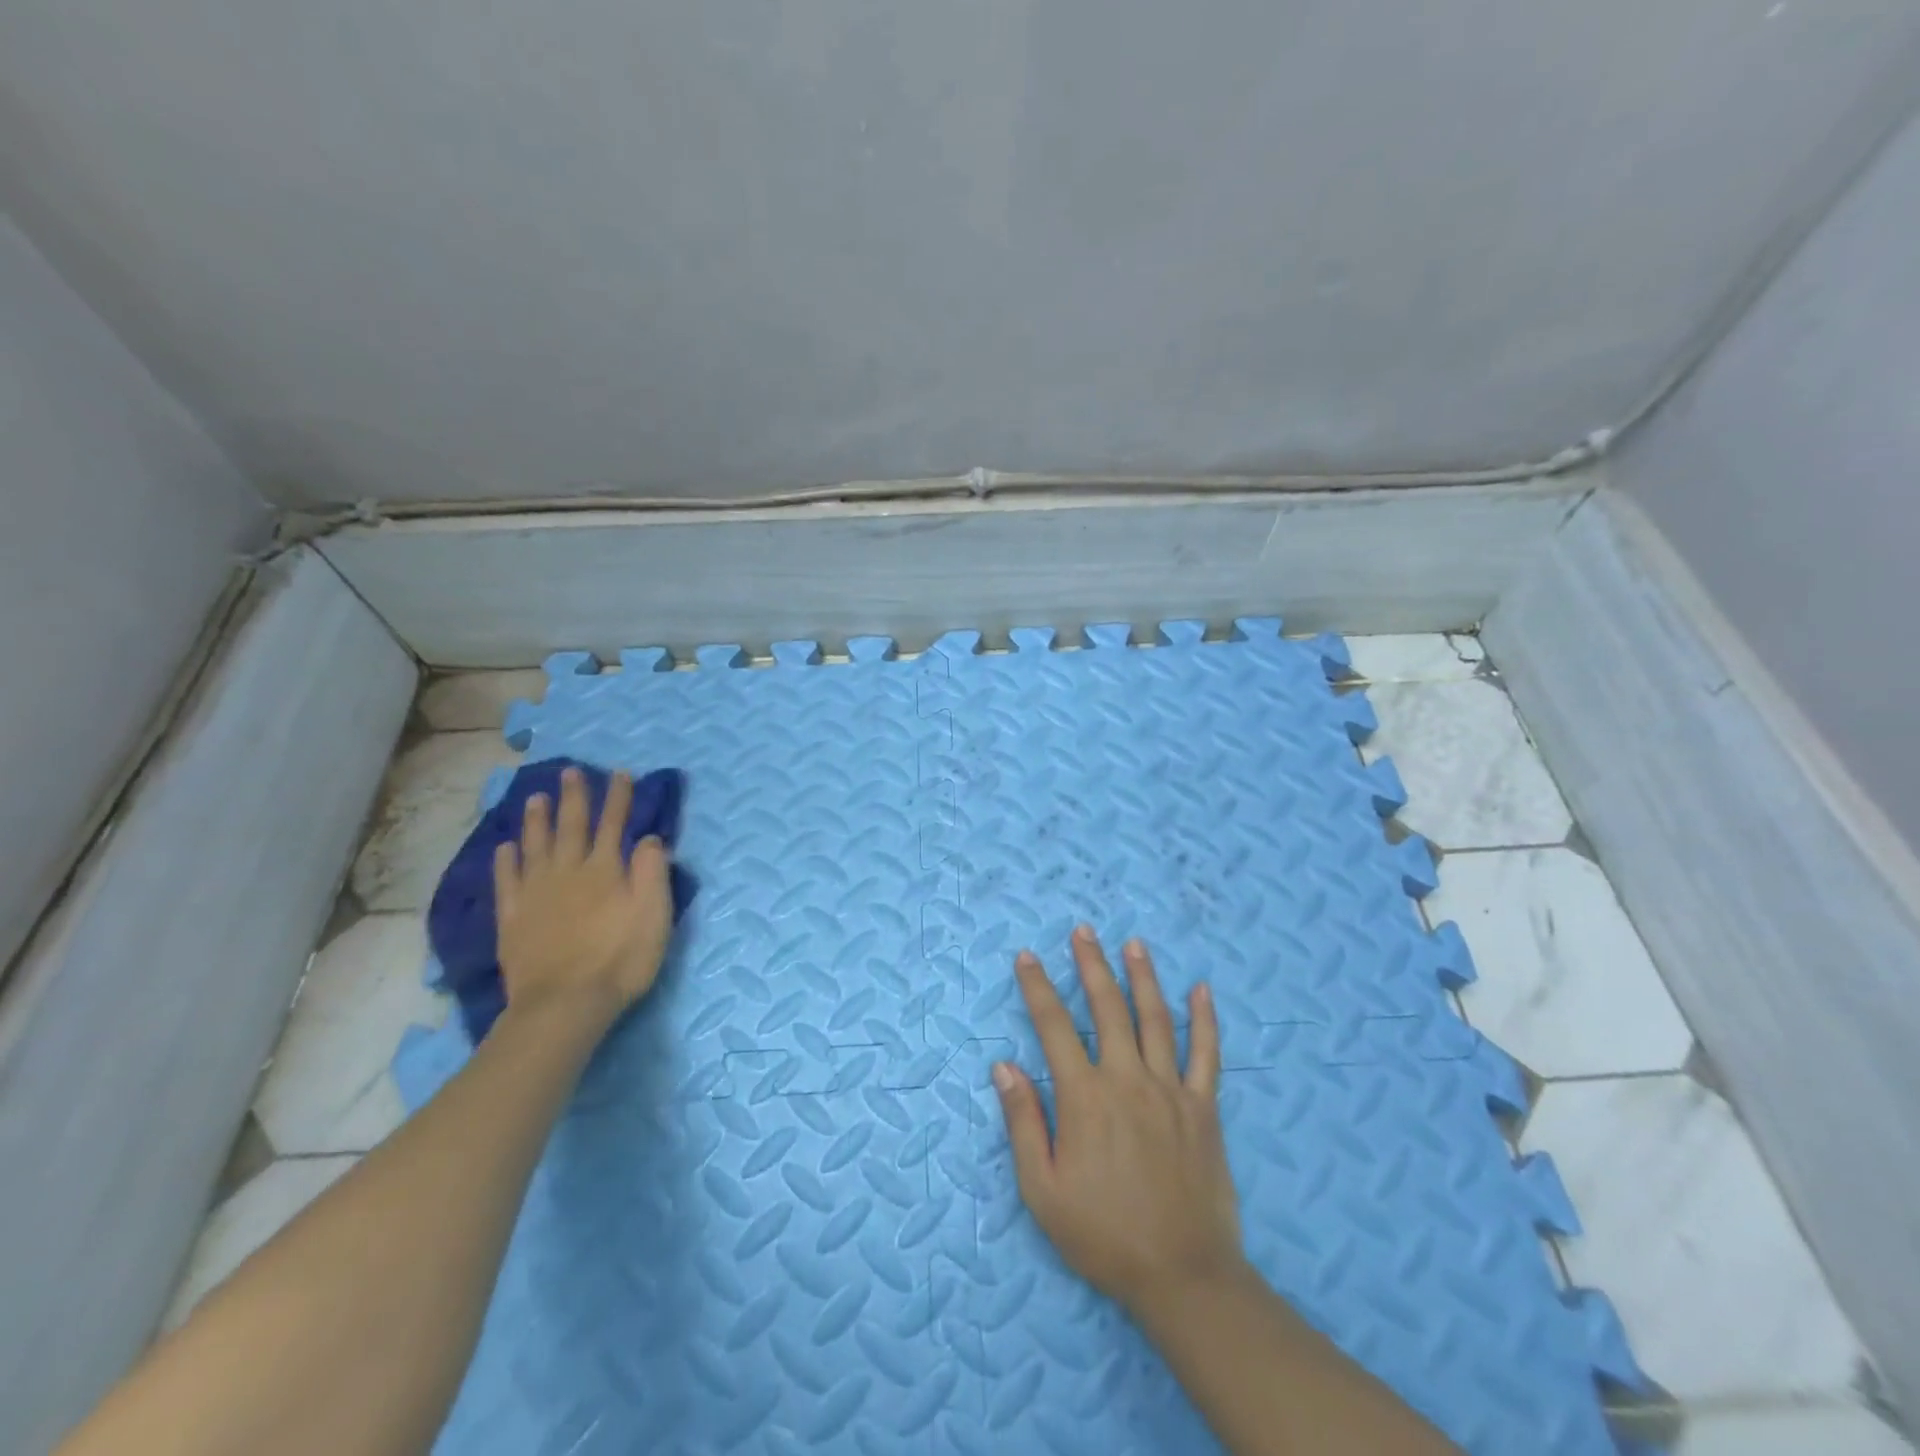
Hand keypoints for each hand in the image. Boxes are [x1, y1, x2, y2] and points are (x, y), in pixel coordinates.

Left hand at [493, 767, 673, 1030]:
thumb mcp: (654, 915)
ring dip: (537, 820)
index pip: (614, 824)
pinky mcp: (514, 918)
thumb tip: (649, 838)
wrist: (564, 1005)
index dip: (618, 798)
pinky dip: (506, 862)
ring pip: (535, 846)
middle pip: (571, 827)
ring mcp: (536, 894)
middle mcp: (568, 872)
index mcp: (605, 870)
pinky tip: (505, 848)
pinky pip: (507, 881)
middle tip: (570, 772)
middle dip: (574, 798)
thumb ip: (652, 872)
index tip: (619, 773)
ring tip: (535, 797)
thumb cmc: (620, 959)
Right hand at [994, 926, 1246, 1316]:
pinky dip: (1204, 1019)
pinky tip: (1201, 990)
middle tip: (1083, 932)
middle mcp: (1127, 1079)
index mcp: (1085, 1097)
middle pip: (1107, 1008)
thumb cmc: (1104, 1235)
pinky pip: (1206, 1054)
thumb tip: (1004, 1066)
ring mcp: (1170, 1089)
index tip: (1028, 957)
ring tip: (1133, 944)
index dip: (1038, 988)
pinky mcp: (1203, 1107)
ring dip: (1142, 977)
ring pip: (1155, 1019)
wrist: (1183, 1276)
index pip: (1054, 1027)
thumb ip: (1023, 1122)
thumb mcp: (1043, 1190)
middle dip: (1092, 965)